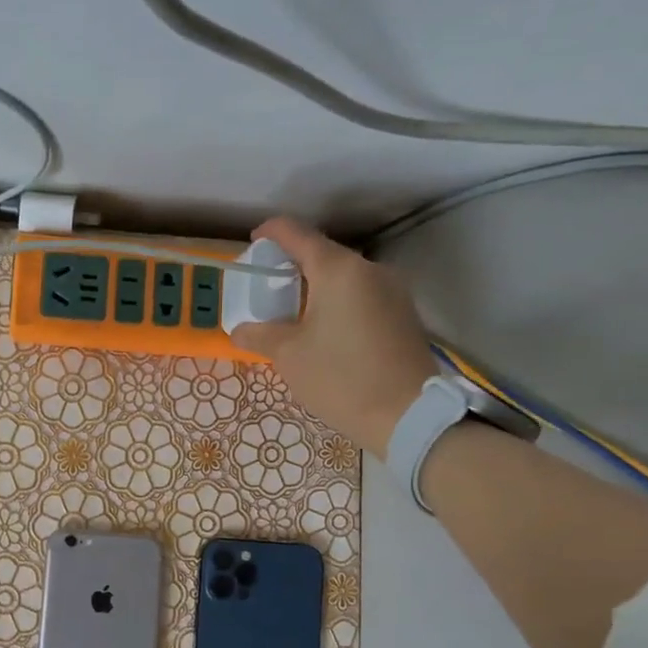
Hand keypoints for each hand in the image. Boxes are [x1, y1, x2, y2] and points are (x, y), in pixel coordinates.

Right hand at [231, 216, 436, 458]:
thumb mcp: (289, 356)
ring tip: (294, 312)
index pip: (298, 234)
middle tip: (269, 287)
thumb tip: (240, 330)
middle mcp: (369, 270)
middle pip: (324, 255)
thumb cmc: (340, 378)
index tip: (254, 240)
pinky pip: (363, 296)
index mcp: (338, 270)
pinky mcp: (404, 315)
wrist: (406, 415)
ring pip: (345, 277)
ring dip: (317, 287)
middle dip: (294, 265)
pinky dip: (339, 303)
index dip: (272, 232)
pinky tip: (325, 330)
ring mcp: (393, 291)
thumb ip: (260, 335)